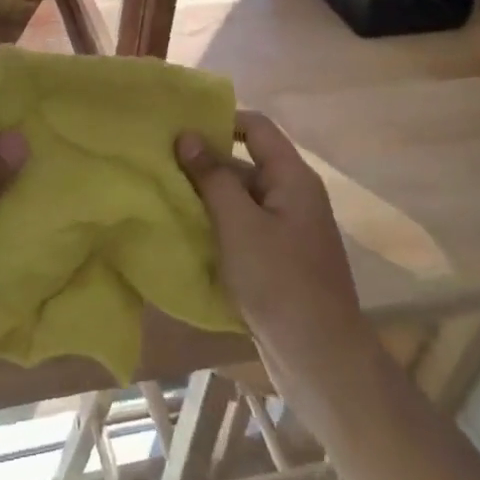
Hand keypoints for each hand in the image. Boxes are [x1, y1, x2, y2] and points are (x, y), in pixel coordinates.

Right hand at [176, 112, 367, 359]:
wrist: (320, 359)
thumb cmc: (280, 282)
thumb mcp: (239, 224)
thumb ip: (212, 177)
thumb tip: (188, 135)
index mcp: (292, 178)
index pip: (256, 127)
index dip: (220, 120)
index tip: (180, 127)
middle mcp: (292, 196)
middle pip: (245, 162)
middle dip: (205, 161)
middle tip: (159, 161)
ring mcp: (286, 230)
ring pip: (240, 198)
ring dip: (206, 196)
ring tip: (160, 193)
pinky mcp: (276, 259)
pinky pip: (242, 228)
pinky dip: (216, 225)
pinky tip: (183, 232)